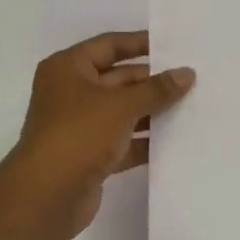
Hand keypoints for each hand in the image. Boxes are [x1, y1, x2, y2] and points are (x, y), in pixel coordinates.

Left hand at [0, 31, 194, 239]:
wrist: (46, 196)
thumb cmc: (79, 134)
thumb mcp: (121, 105)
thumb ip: (157, 89)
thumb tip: (187, 74)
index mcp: (68, 68)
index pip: (109, 45)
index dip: (140, 43)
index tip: (174, 45)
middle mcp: (72, 92)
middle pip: (119, 79)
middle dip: (153, 82)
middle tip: (192, 80)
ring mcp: (80, 126)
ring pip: (123, 112)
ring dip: (153, 112)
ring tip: (192, 108)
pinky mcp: (90, 155)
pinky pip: (124, 141)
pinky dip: (145, 140)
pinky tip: (176, 140)